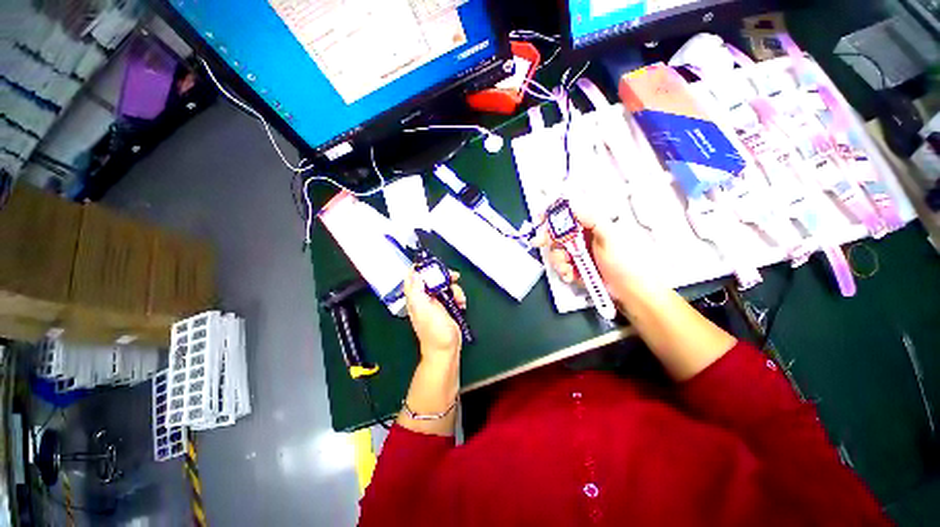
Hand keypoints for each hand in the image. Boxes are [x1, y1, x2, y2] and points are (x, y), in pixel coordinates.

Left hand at [403, 269, 466, 359]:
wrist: (446, 350)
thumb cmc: (434, 331)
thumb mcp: (423, 309)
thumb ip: (416, 291)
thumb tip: (413, 272)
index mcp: (416, 297)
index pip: (414, 276)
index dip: (422, 267)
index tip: (434, 264)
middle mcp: (424, 298)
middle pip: (433, 278)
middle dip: (445, 277)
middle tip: (455, 277)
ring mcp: (436, 303)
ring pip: (445, 286)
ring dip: (455, 290)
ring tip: (459, 300)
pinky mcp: (447, 308)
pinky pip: (453, 295)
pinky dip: (459, 297)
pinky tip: (462, 304)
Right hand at [534, 208, 656, 302]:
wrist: (634, 293)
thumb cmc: (628, 263)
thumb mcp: (610, 237)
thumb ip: (591, 219)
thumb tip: (572, 205)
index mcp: (594, 225)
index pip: (569, 213)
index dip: (553, 214)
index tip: (540, 219)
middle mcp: (585, 237)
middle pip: (558, 232)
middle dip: (548, 239)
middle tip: (539, 242)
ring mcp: (580, 253)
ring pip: (558, 251)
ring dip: (558, 260)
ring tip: (567, 268)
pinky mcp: (578, 267)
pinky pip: (562, 266)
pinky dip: (563, 271)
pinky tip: (571, 275)